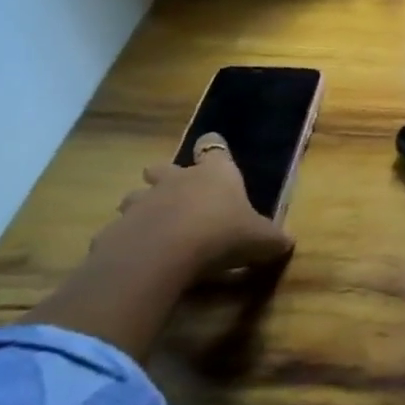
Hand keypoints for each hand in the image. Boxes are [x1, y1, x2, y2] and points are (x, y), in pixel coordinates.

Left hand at [91, 133, 292, 280]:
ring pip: (136, 196)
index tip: (212, 149)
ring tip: (154, 228)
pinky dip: (129, 240)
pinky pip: (121, 231)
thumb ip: (273, 239)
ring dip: (143, 208)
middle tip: (176, 194)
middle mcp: (177, 180)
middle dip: (165, 176)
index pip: (213, 147)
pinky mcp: (116, 230)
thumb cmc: (221, 234)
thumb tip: (287, 242)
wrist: (162, 255)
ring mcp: (142, 203)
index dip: (213, 148)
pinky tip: (140, 258)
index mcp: (215, 174)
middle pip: (163, 167)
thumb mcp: (260, 240)